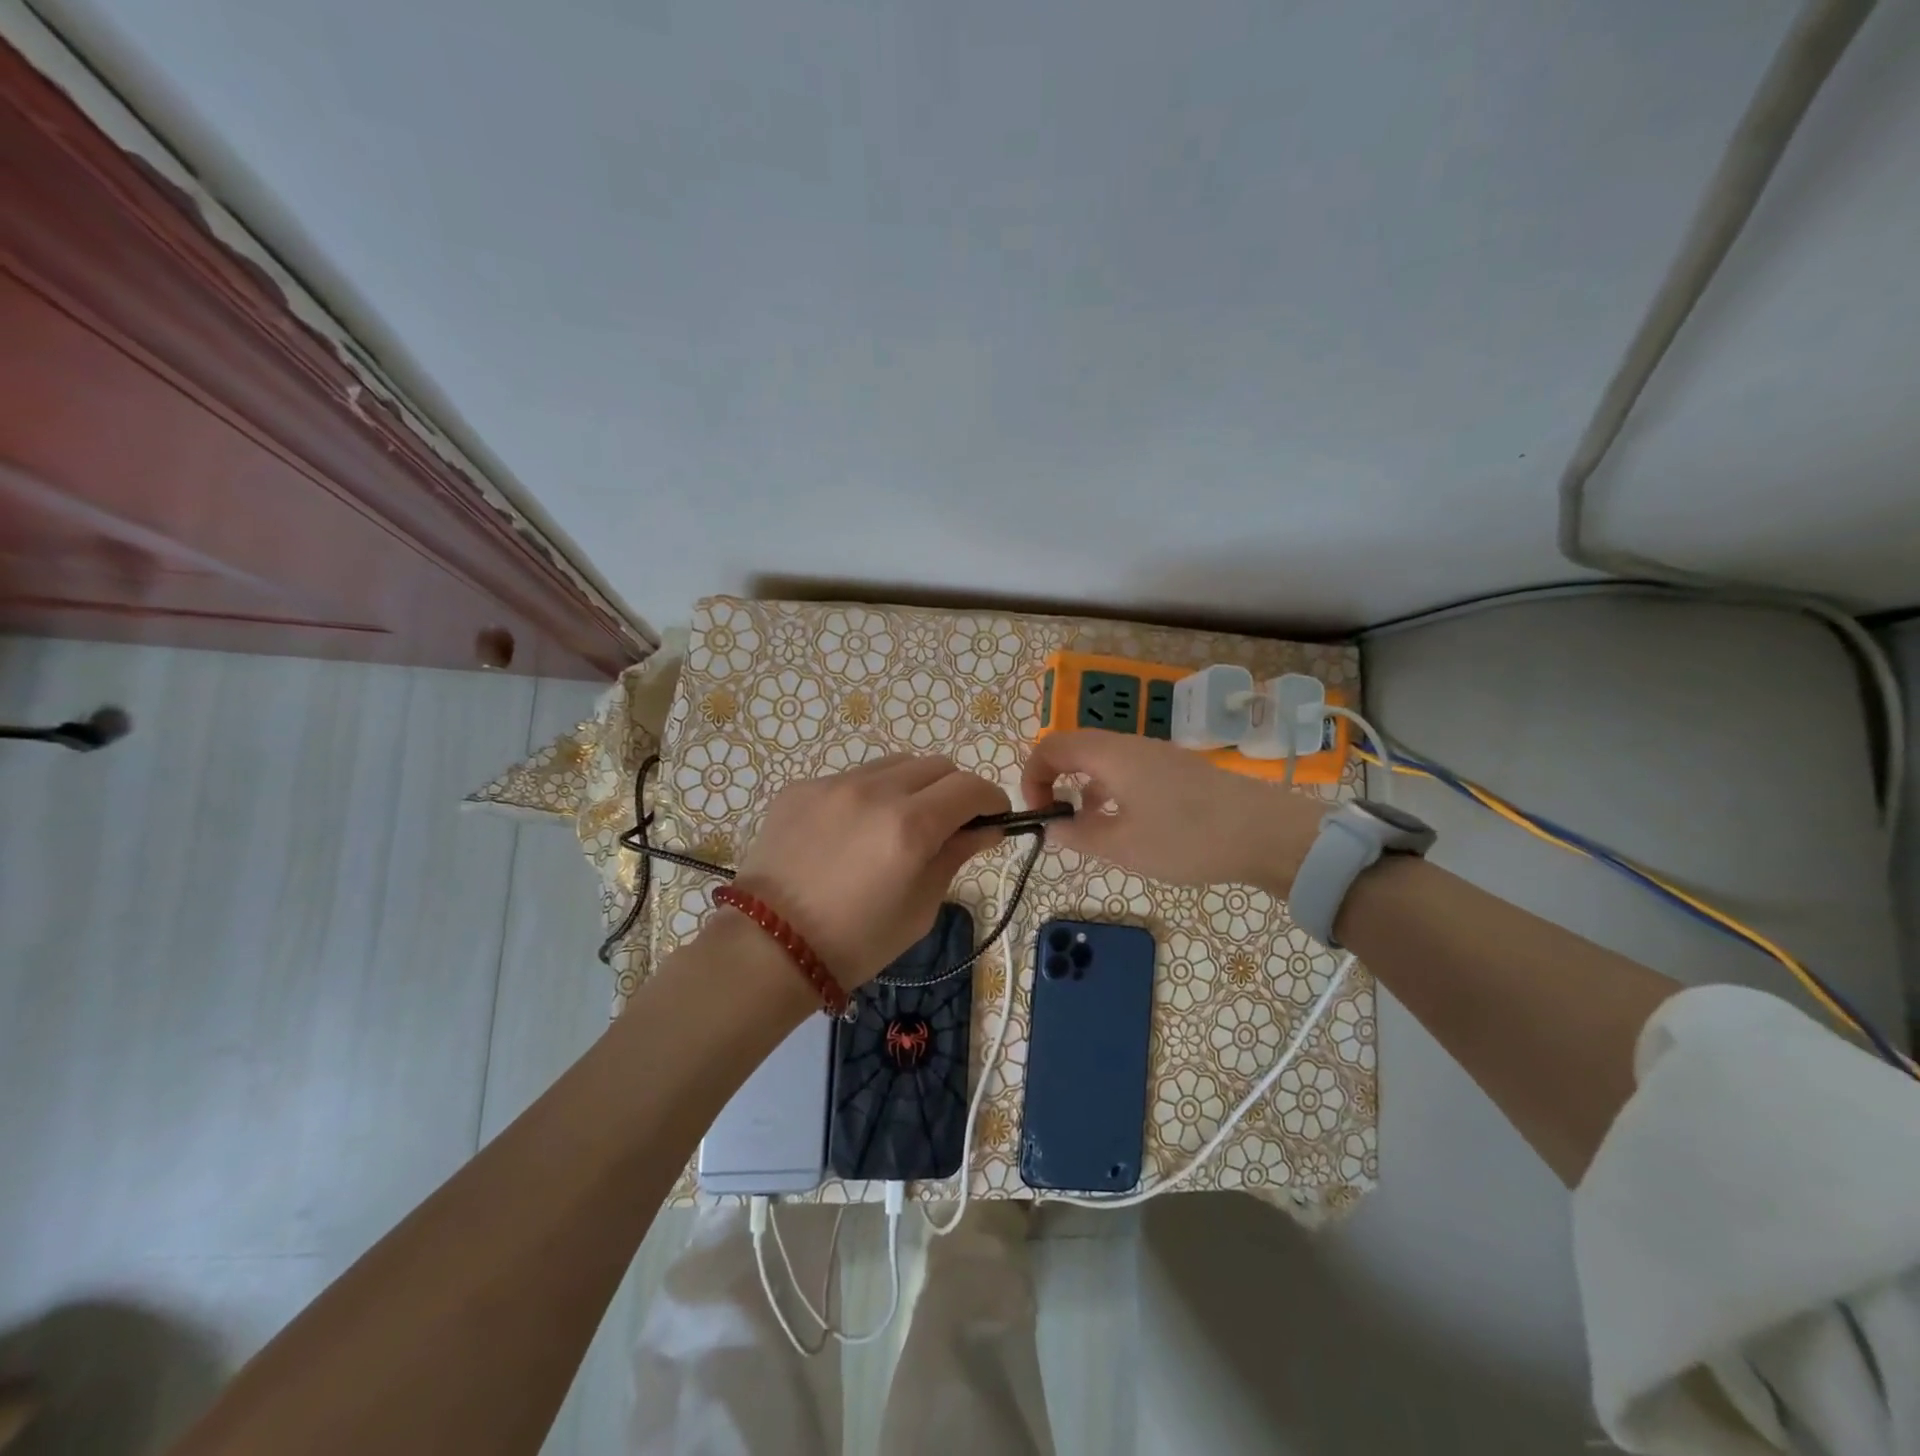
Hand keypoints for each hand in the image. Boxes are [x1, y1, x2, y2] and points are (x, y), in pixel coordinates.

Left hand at [731, 755, 1009, 987]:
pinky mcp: (801, 787)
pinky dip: (867, 796)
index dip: (991, 800)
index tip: (992, 818)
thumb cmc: (856, 942)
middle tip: (946, 825)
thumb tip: (984, 828)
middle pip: (936, 765)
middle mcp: (875, 791)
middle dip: (953, 791)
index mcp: (911, 826)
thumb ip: (955, 856)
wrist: (769, 948)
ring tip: (896, 824)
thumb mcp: (920, 907)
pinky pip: (851, 778)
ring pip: (894, 765)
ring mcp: (833, 784)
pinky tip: (850, 832)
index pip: (971, 787)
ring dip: (911, 787)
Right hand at [1020, 731, 1326, 892]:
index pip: (1051, 746)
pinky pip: (1130, 771)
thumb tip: (1053, 825)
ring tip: (1091, 829)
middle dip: (1056, 781)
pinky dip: (1113, 791)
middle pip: (1077, 749)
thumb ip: (1079, 834)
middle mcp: (1131, 745)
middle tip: (1058, 820)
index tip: (1038, 813)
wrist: (1267, 833)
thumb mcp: (1123, 846)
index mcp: (1111, 755)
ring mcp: (1159, 755)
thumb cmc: (1187, 838)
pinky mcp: (1180, 771)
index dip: (1032, 775)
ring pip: (1105, 762)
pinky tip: (1128, 825)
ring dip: (1085, 789)